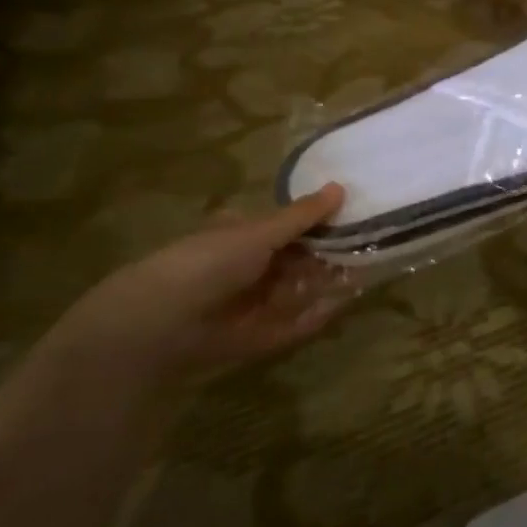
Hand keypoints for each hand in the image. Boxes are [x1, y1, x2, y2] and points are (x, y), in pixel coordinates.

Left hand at [56, 184, 349, 377]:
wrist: (161, 321)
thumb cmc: (210, 261)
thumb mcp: (260, 231)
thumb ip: (301, 216)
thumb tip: (340, 187)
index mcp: (242, 236)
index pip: (287, 228)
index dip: (318, 225)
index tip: (351, 222)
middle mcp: (246, 269)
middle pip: (295, 262)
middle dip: (326, 258)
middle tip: (364, 252)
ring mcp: (249, 305)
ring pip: (295, 293)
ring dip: (324, 287)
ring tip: (362, 278)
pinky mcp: (252, 339)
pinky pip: (288, 327)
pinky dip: (312, 319)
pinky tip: (339, 309)